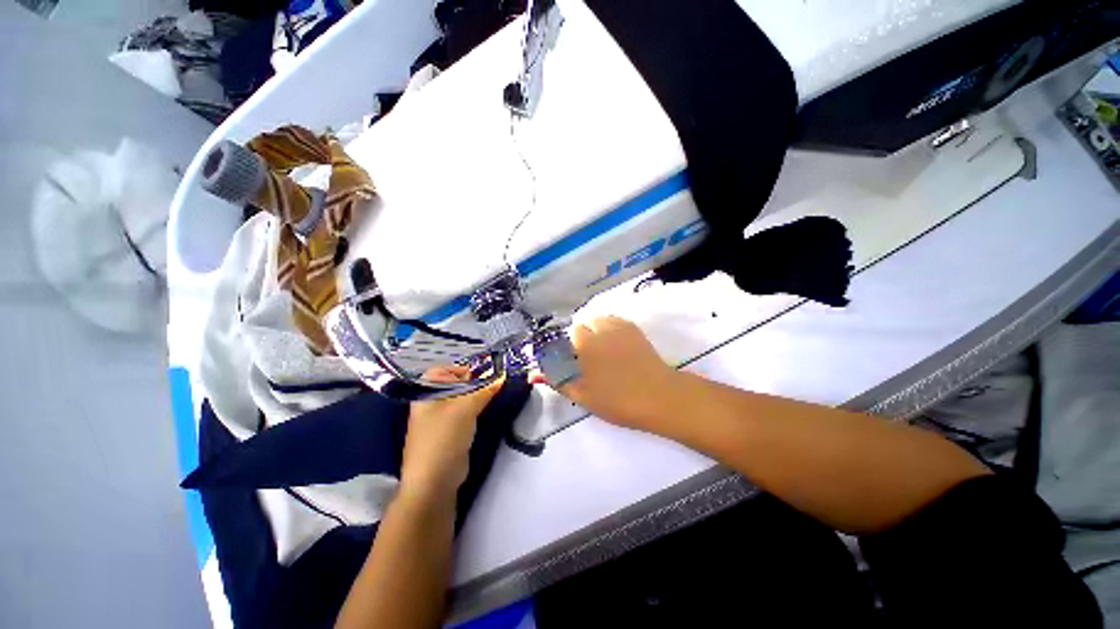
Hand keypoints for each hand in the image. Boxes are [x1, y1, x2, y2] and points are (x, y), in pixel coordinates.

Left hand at [399, 366, 502, 503]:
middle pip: (458, 384)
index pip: (447, 370)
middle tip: (495, 385)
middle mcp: (431, 402)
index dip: (466, 370)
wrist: (435, 480)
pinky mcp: (451, 431)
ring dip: (479, 397)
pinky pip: (466, 413)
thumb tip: (503, 375)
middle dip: (477, 383)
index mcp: (427, 391)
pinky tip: (489, 411)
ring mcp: (441, 418)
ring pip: (464, 399)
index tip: (486, 375)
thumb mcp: (466, 407)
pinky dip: (477, 410)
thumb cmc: (445, 436)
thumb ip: (486, 389)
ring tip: (496, 396)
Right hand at [531, 316, 677, 431]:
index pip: (563, 337)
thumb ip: (556, 380)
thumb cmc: (617, 400)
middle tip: (587, 361)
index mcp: (584, 344)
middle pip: (580, 326)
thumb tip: (532, 374)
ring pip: (596, 320)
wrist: (659, 397)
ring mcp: (617, 326)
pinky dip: (608, 328)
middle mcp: (599, 329)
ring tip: (601, 351)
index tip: (570, 363)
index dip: (564, 350)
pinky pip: (612, 321)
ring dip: (593, 331)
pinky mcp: (632, 328)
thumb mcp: (582, 395)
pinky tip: (614, 346)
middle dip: (579, 340)